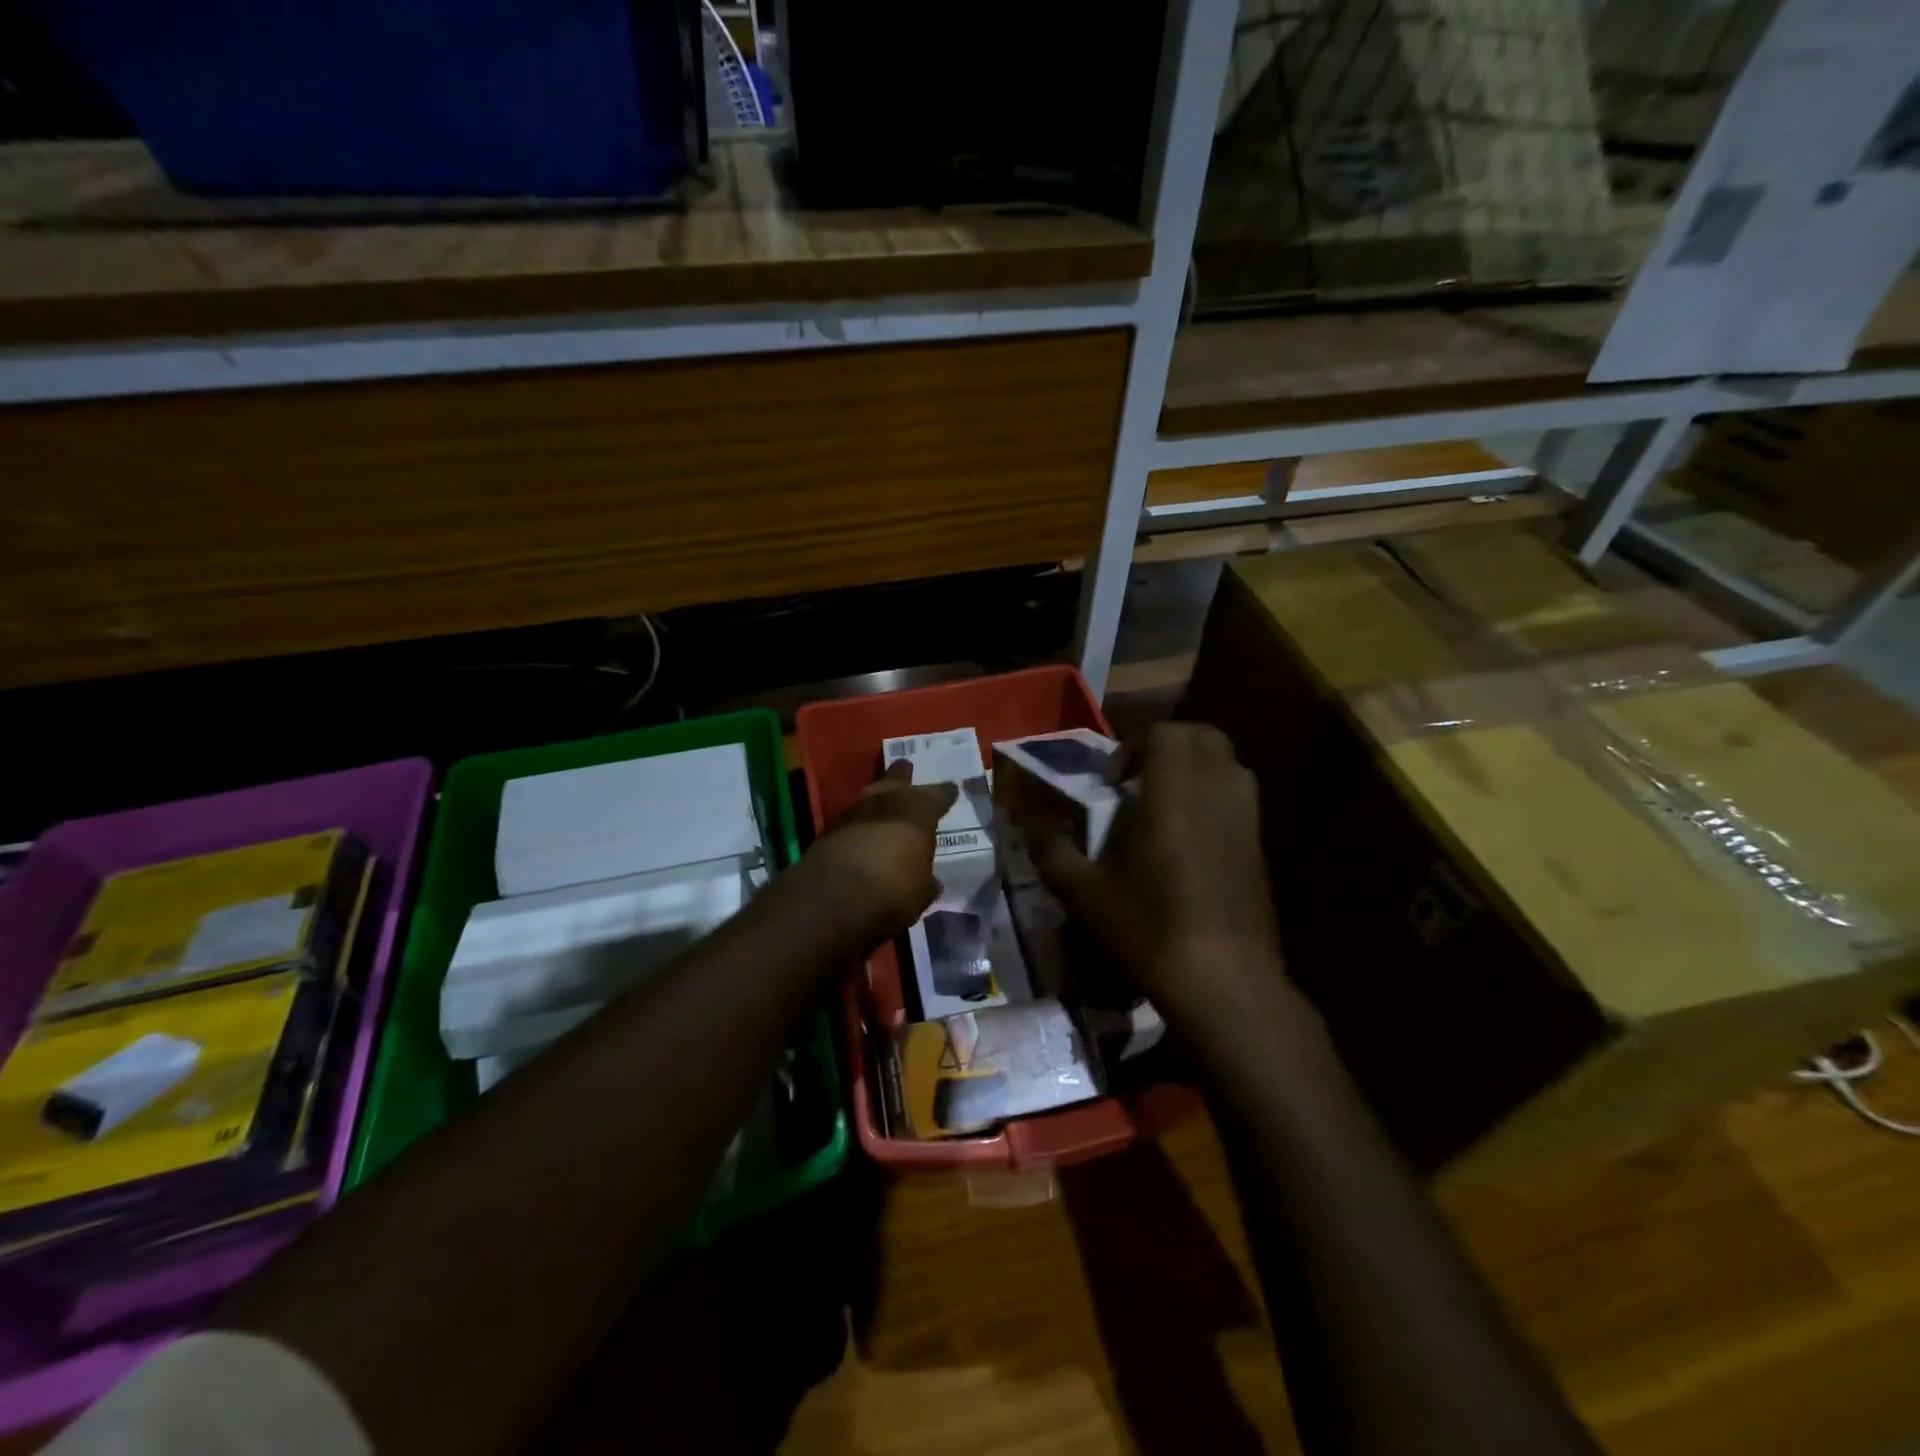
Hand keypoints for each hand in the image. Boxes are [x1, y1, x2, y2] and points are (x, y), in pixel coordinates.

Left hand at [801, 760, 958, 945]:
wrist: (833, 897)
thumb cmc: (892, 890)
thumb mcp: (921, 893)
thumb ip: (926, 881)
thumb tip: (930, 881)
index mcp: (918, 810)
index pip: (938, 795)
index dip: (945, 794)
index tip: (951, 790)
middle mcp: (887, 801)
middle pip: (896, 779)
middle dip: (902, 775)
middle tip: (907, 768)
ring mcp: (853, 811)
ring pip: (870, 795)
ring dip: (877, 797)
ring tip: (884, 800)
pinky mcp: (828, 828)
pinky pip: (851, 817)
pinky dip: (859, 822)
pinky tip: (862, 829)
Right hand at [1031, 723, 1286, 1032]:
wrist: (1224, 981)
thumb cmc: (1149, 928)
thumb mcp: (1084, 893)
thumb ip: (1052, 850)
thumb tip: (1029, 823)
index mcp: (1172, 791)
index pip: (1162, 734)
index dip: (1132, 748)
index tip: (1111, 785)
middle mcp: (1215, 790)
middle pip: (1200, 737)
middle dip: (1166, 747)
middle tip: (1137, 782)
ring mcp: (1246, 815)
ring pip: (1226, 762)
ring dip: (1193, 768)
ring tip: (1163, 805)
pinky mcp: (1260, 843)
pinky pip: (1238, 795)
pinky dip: (1213, 795)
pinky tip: (1188, 840)